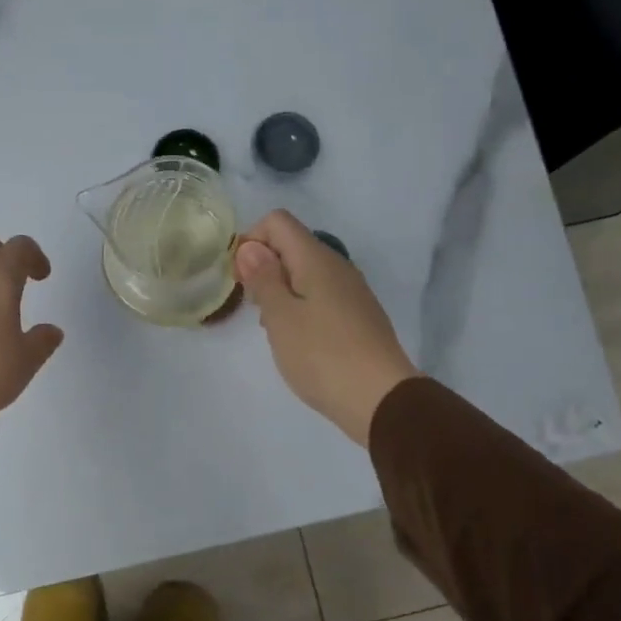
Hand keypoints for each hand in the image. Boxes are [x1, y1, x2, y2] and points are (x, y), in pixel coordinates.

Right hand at [234, 210, 420, 444]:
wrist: (380, 399)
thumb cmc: (322, 355)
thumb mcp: (281, 316)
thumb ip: (263, 278)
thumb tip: (251, 247)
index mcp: (316, 259)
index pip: (277, 221)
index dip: (251, 241)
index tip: (240, 278)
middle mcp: (337, 266)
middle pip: (291, 245)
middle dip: (263, 268)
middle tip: (253, 307)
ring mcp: (351, 291)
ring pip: (304, 273)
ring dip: (280, 291)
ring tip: (273, 328)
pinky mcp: (357, 315)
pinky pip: (320, 296)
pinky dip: (300, 307)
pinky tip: (297, 340)